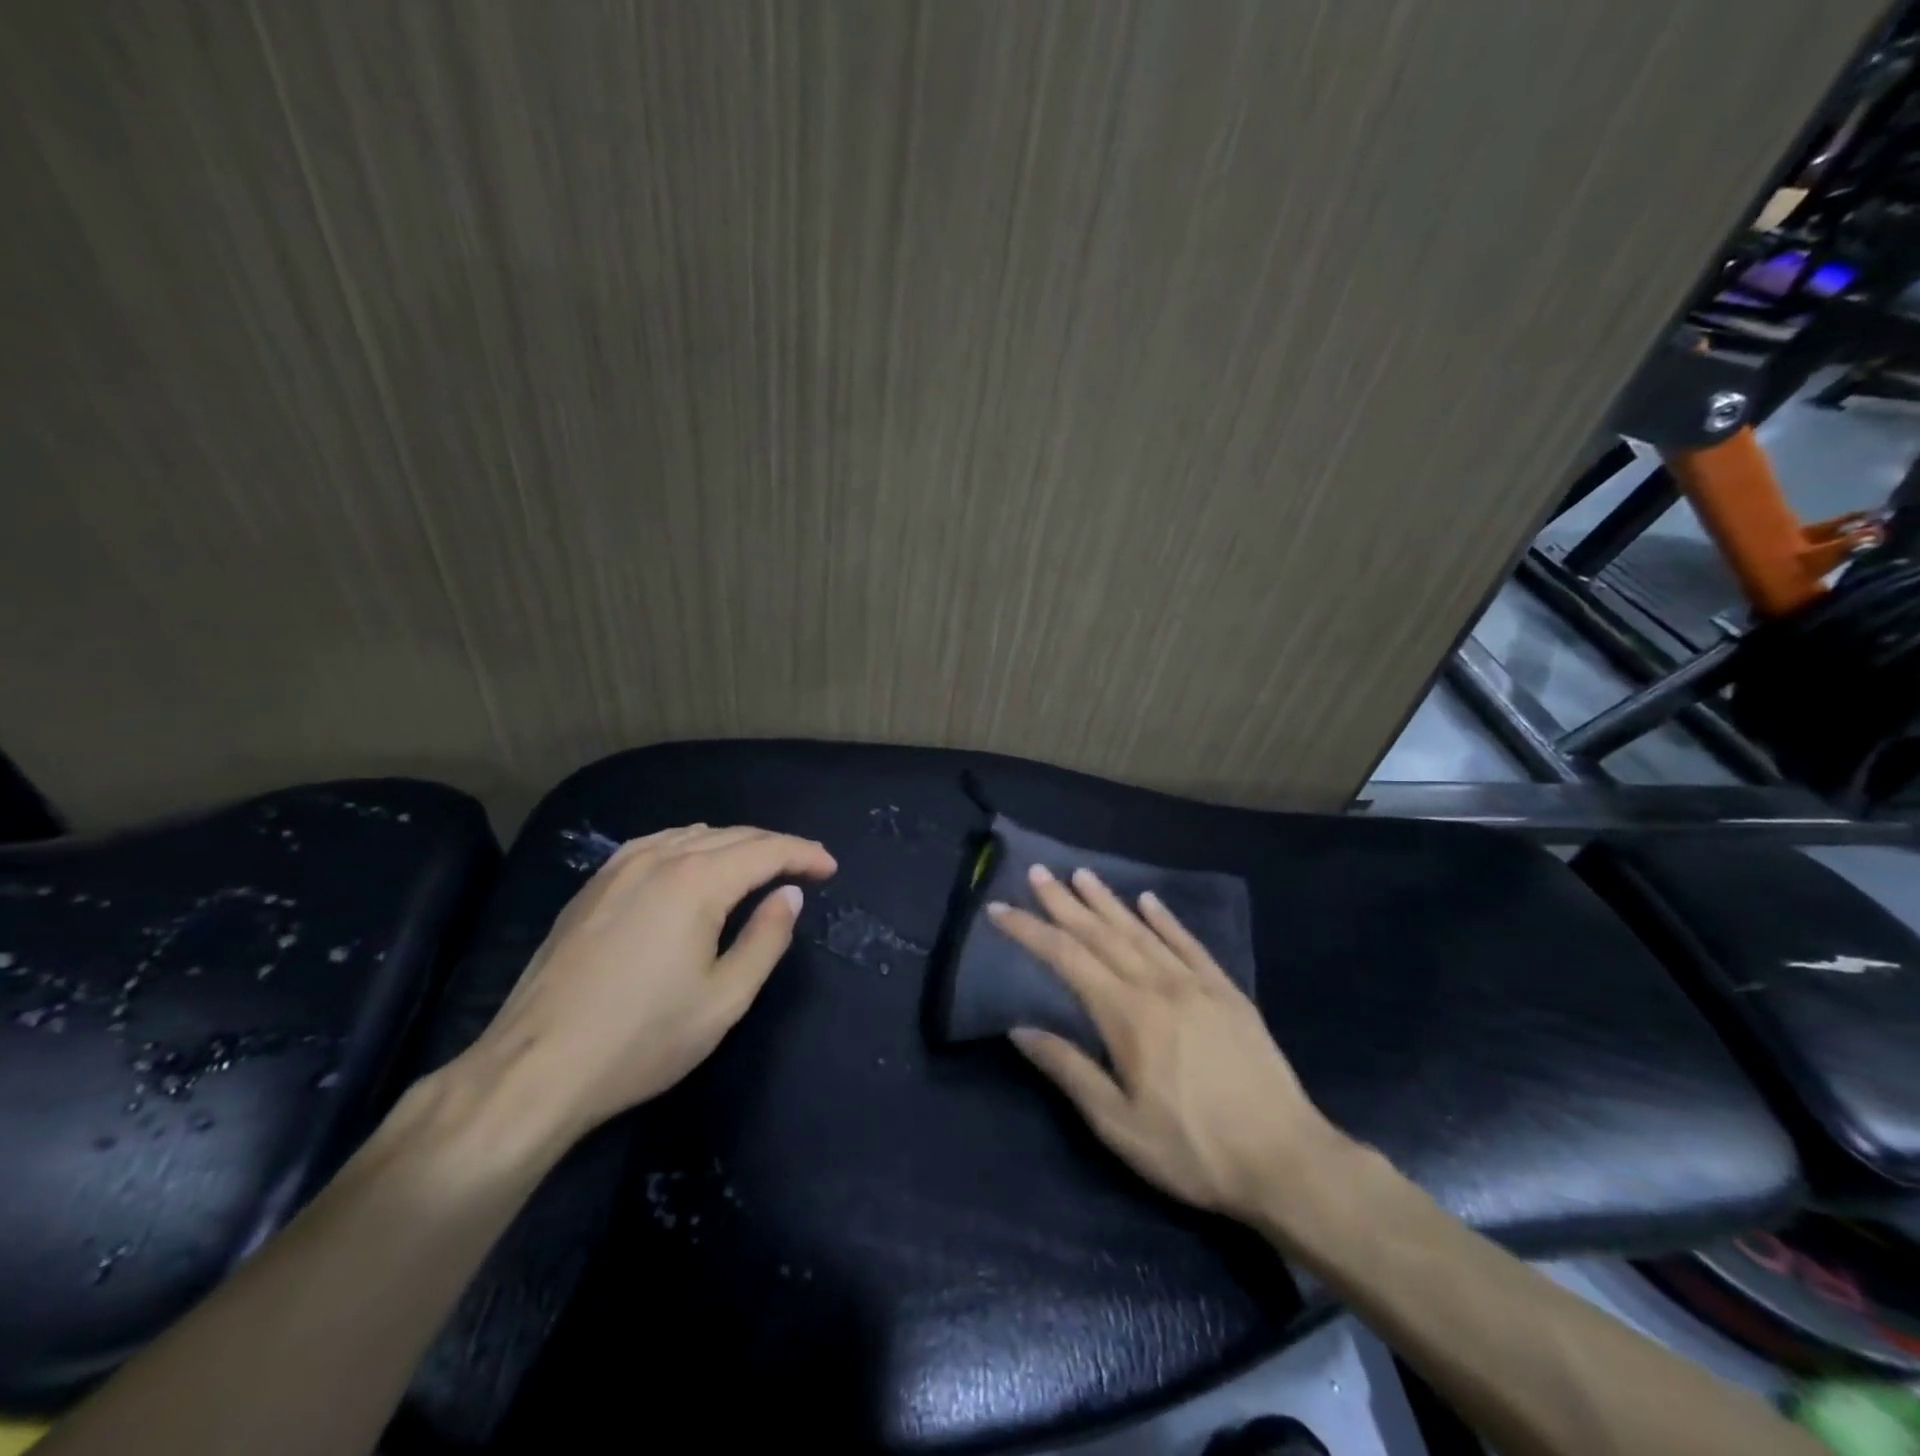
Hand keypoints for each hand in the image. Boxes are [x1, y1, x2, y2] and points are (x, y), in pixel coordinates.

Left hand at [459, 824, 836, 1142]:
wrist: (535, 1068)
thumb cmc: (642, 1038)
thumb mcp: (724, 999)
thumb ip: (766, 939)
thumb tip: (790, 894)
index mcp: (696, 881)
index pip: (765, 850)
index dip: (804, 854)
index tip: (830, 868)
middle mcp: (659, 858)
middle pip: (732, 836)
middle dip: (776, 846)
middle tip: (807, 865)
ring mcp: (619, 868)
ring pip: (693, 836)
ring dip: (735, 844)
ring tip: (760, 864)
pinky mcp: (593, 886)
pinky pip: (656, 844)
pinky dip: (691, 845)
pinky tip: (694, 861)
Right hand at [988, 865, 1341, 1222]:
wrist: (1287, 1160)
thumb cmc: (1193, 1150)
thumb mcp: (1118, 1125)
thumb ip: (1069, 1070)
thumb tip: (1020, 1029)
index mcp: (1127, 1015)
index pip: (1066, 959)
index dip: (1030, 931)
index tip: (1000, 909)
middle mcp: (1157, 985)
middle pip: (1101, 934)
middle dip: (1064, 902)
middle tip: (1038, 873)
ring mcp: (1196, 984)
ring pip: (1141, 931)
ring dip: (1108, 901)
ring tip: (1082, 875)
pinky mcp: (1227, 992)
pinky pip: (1189, 944)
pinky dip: (1166, 919)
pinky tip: (1149, 901)